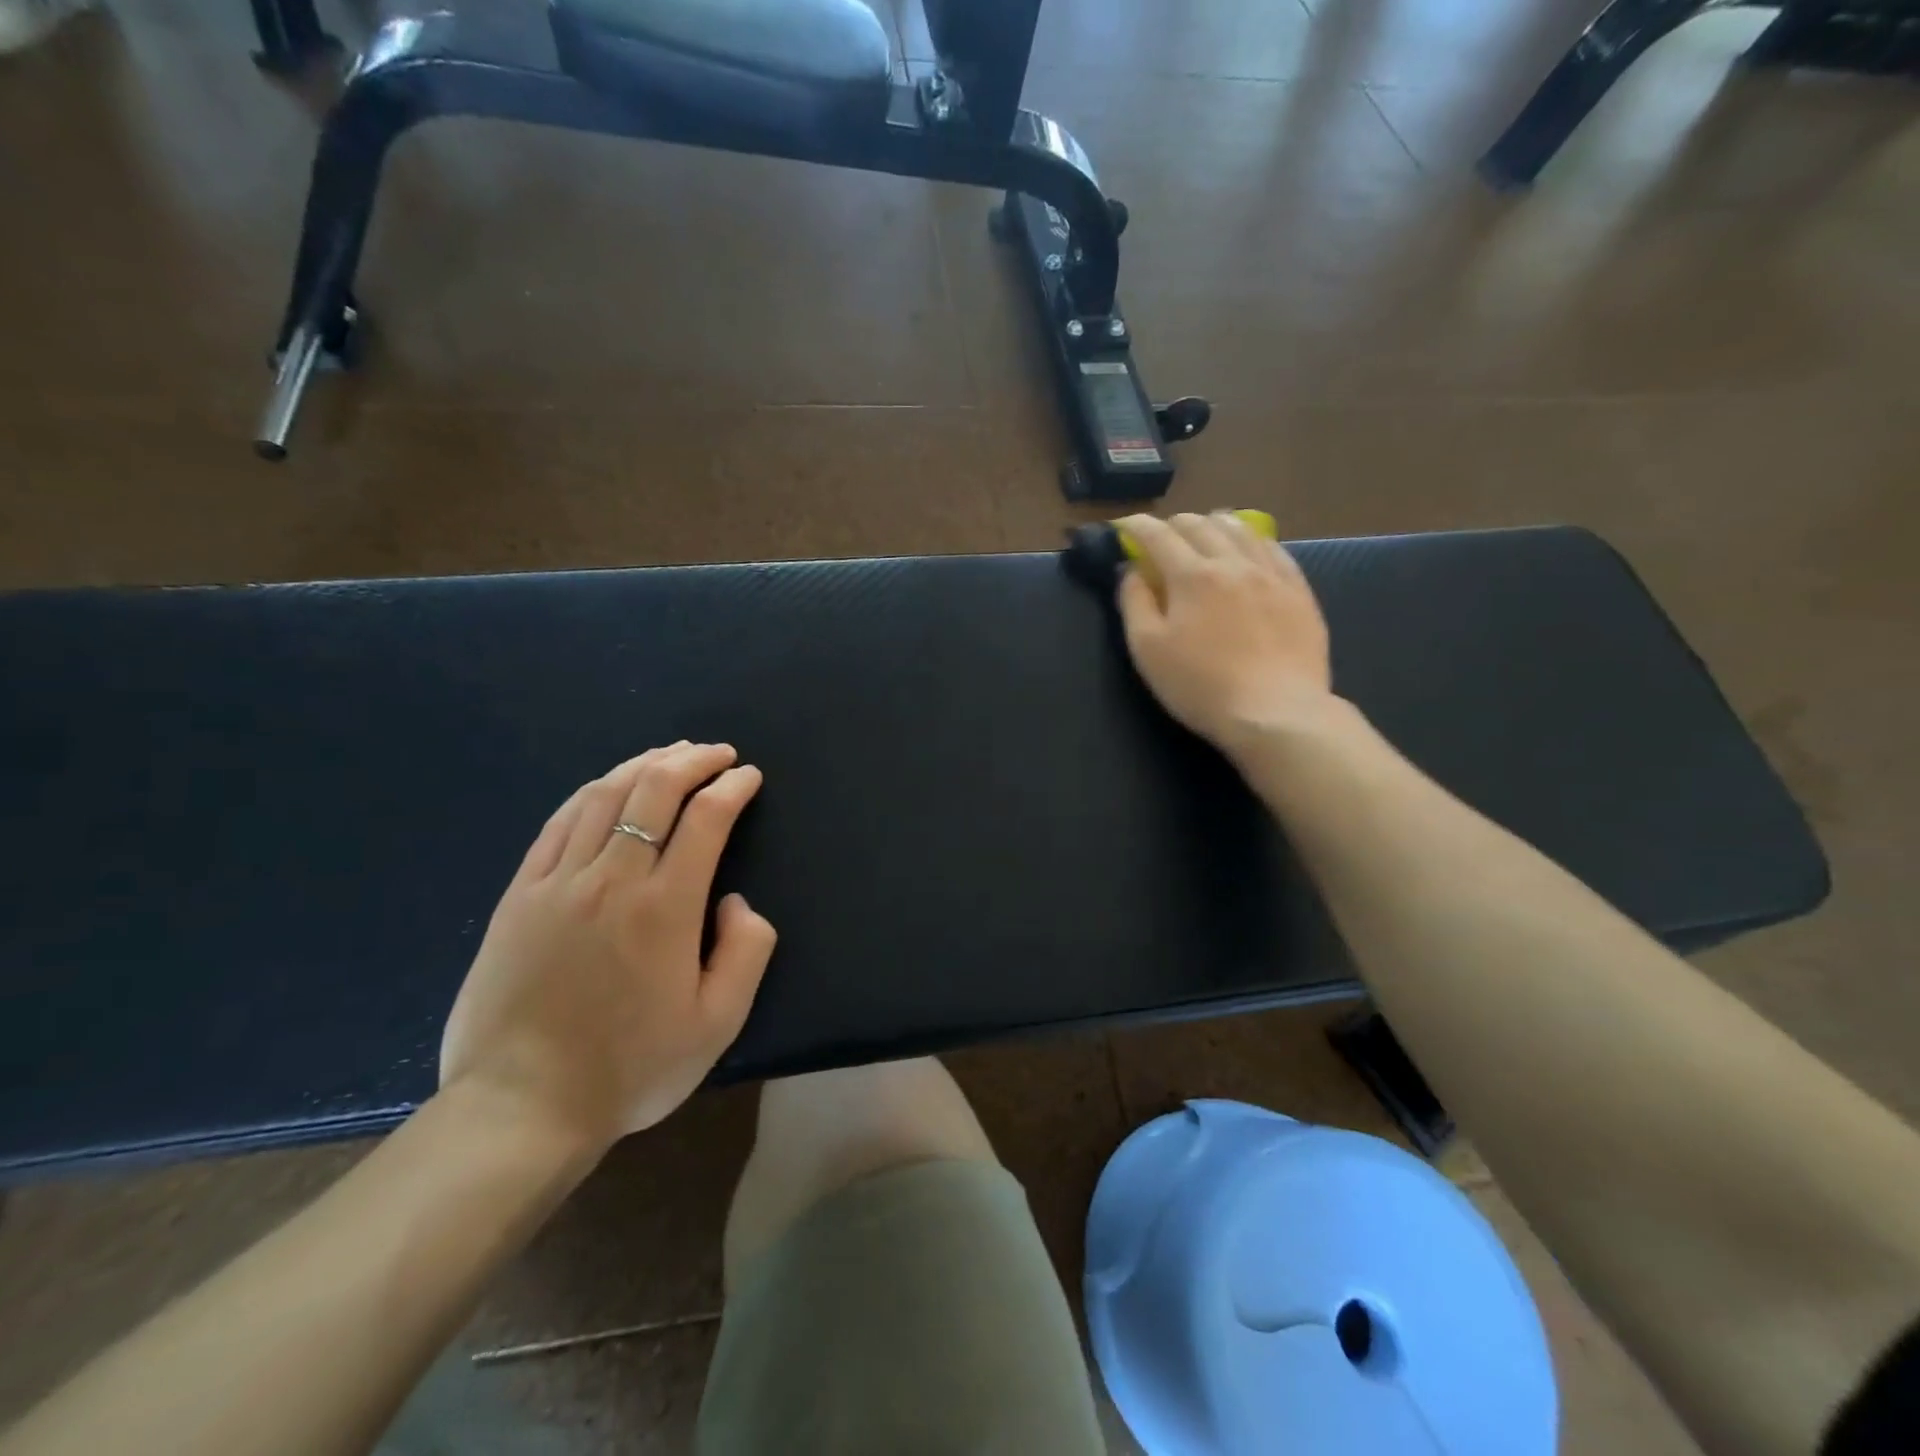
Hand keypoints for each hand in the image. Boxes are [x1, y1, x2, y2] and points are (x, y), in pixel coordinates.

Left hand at [440, 742, 776, 1155]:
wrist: (522, 1107)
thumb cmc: (631, 1068)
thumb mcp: (718, 1023)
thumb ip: (748, 950)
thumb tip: (735, 900)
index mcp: (666, 907)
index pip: (706, 818)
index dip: (732, 787)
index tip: (749, 777)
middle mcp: (612, 880)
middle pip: (654, 790)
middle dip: (693, 761)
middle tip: (717, 753)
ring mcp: (558, 883)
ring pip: (604, 796)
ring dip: (644, 765)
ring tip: (670, 754)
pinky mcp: (519, 896)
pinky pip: (558, 823)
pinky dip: (591, 792)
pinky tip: (608, 785)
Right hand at [1115, 512, 1333, 752]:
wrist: (1275, 712)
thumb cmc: (1200, 685)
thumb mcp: (1147, 649)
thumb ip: (1134, 603)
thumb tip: (1131, 570)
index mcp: (1191, 575)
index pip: (1158, 535)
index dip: (1137, 526)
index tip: (1124, 526)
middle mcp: (1233, 562)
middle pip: (1200, 525)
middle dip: (1174, 524)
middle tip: (1161, 537)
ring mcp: (1271, 574)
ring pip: (1241, 529)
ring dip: (1214, 524)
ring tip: (1205, 532)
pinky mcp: (1299, 591)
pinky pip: (1275, 550)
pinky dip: (1252, 541)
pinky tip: (1249, 550)